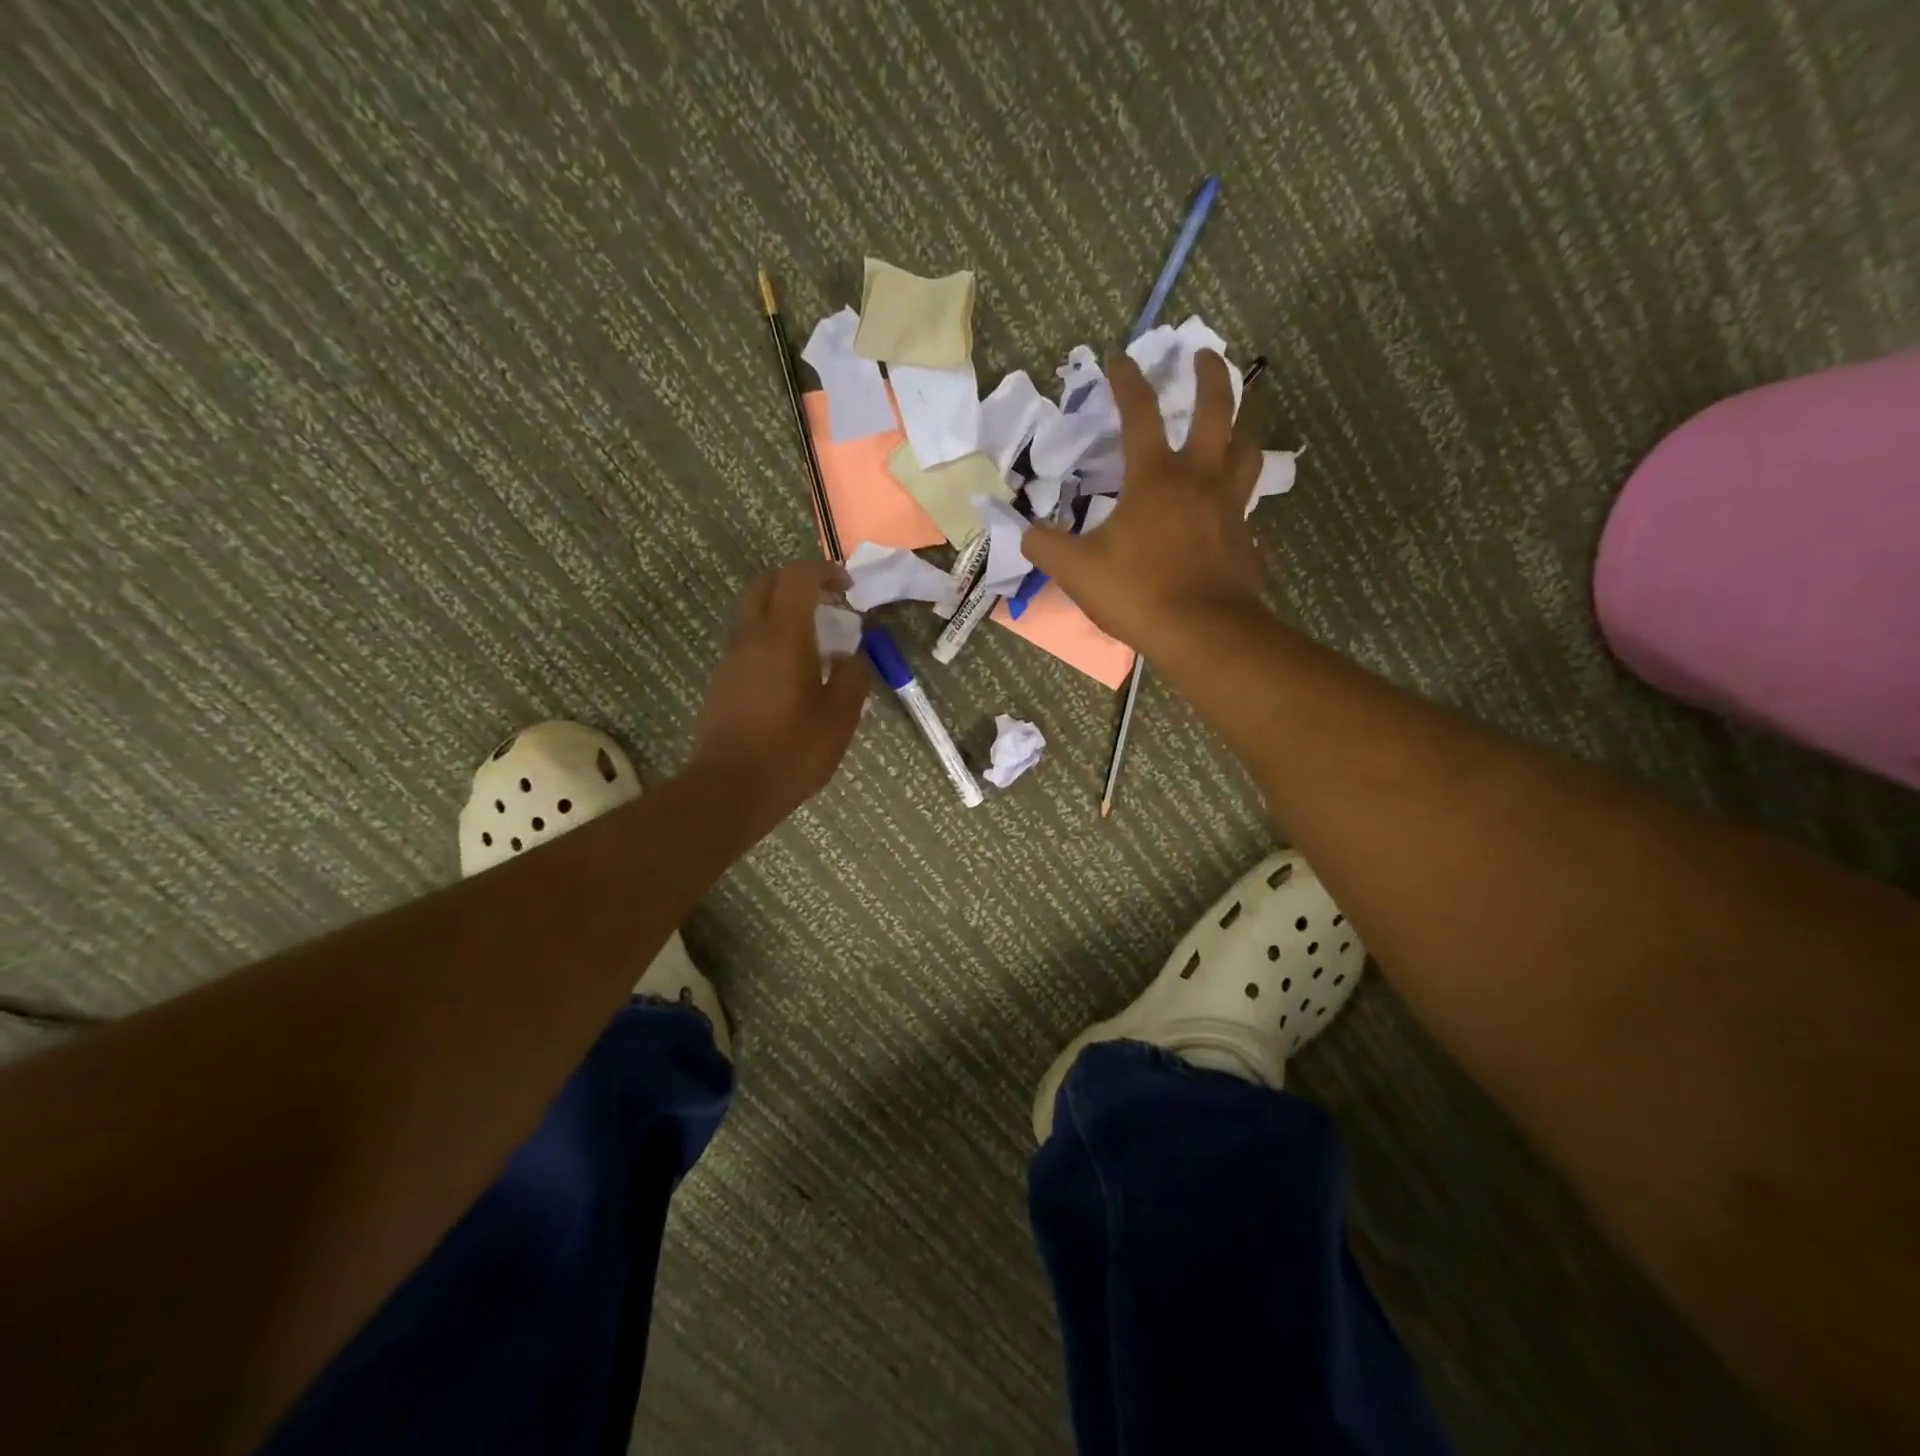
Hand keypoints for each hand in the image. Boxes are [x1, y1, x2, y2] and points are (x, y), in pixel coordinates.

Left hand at [688, 561, 868, 824]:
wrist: (730, 789)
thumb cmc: (792, 751)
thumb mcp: (840, 717)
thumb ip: (852, 677)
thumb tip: (850, 656)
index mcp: (783, 637)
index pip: (797, 578)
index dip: (824, 572)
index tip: (847, 586)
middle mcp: (751, 638)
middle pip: (767, 586)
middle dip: (797, 583)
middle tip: (828, 602)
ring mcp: (732, 659)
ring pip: (754, 615)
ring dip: (784, 614)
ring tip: (817, 644)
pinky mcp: (723, 682)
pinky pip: (749, 644)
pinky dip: (772, 641)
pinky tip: (794, 676)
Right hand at [1022, 351, 1266, 656]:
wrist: (1202, 632)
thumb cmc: (1138, 592)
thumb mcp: (1076, 571)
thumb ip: (1045, 546)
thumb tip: (1024, 532)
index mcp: (1155, 478)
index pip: (1140, 414)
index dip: (1127, 382)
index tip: (1119, 359)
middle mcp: (1199, 480)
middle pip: (1217, 410)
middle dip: (1209, 375)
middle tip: (1203, 354)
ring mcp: (1230, 507)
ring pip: (1246, 449)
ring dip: (1242, 423)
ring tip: (1236, 416)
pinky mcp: (1246, 537)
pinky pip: (1248, 502)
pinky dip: (1240, 490)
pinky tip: (1230, 501)